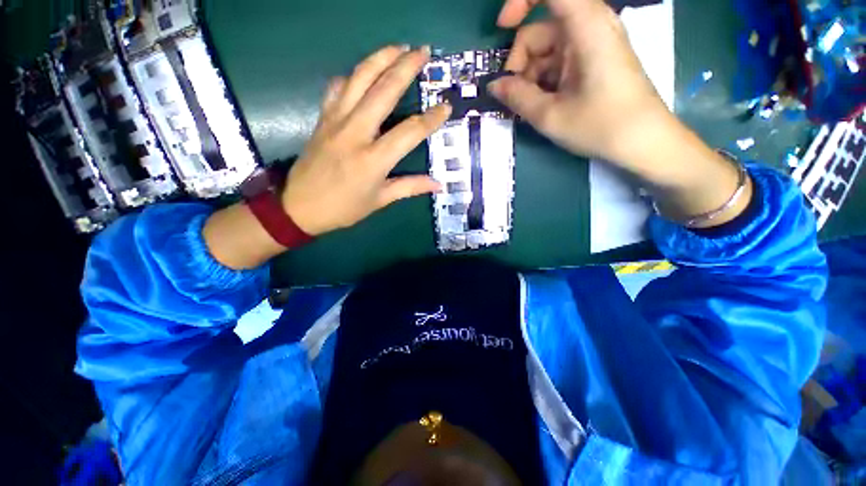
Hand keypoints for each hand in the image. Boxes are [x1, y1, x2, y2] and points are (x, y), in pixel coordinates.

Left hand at [282, 45, 451, 236]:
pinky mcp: (323, 118)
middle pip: (384, 91)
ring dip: (380, 58)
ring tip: (398, 47)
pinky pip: (337, 87)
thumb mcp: (380, 200)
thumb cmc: (344, 208)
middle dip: (405, 67)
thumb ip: (410, 187)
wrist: (299, 206)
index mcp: (373, 159)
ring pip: (359, 79)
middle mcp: (355, 133)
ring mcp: (336, 121)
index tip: (445, 107)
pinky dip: (352, 76)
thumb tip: (438, 184)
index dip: (431, 119)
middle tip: (423, 52)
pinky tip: (363, 73)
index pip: (410, 132)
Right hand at [491, 0, 752, 227]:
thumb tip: (494, 86)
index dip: (520, 1)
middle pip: (541, 29)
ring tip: (531, 107)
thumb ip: (517, 97)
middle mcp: (591, 26)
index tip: (502, 29)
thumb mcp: (550, 116)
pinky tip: (544, 104)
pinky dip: (545, 80)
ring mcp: (593, 44)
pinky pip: (559, 61)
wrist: (643, 142)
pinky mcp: (594, 60)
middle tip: (515, 96)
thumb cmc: (600, 126)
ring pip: (547, 49)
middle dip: (521, 61)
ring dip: (531, 76)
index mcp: (586, 26)